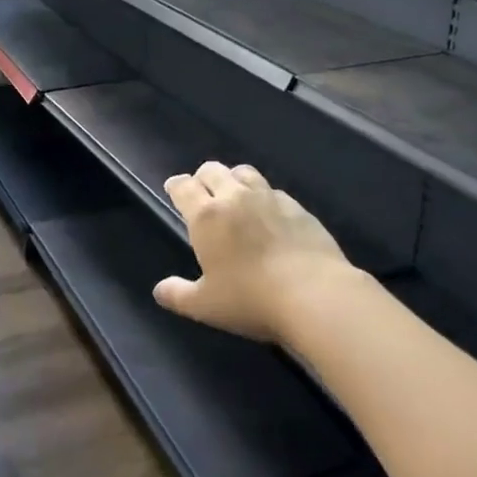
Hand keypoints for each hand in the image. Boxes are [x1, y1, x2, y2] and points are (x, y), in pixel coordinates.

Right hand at [153, 161, 357, 343]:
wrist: (316, 296)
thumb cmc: (251, 299)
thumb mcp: (206, 306)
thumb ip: (179, 295)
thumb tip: (159, 291)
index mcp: (206, 216)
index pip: (183, 186)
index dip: (176, 186)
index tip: (174, 190)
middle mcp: (234, 197)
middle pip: (212, 170)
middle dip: (203, 177)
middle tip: (203, 194)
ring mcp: (268, 198)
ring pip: (244, 172)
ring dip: (234, 179)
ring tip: (236, 196)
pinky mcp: (297, 207)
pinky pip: (274, 191)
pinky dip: (265, 197)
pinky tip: (270, 216)